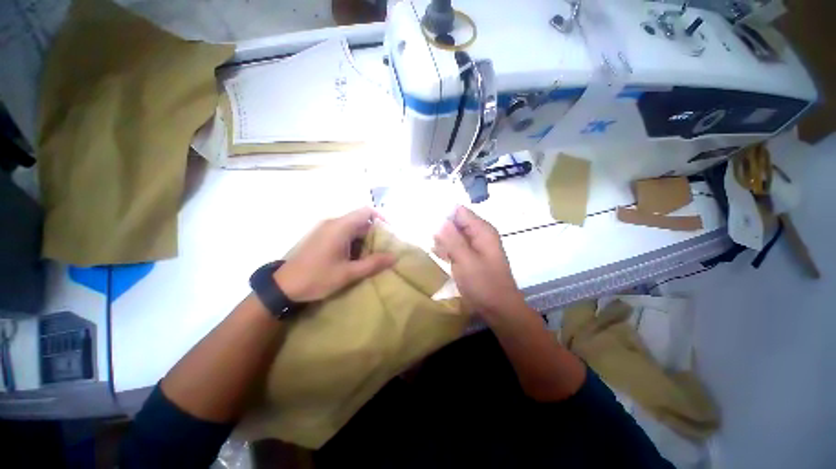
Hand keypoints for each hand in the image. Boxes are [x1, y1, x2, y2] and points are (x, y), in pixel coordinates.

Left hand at [275, 207, 395, 301]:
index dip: (381, 218)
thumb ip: (373, 263)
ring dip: (365, 238)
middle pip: (361, 220)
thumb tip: (394, 257)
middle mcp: (333, 223)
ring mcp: (326, 229)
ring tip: (373, 254)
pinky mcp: (322, 236)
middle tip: (385, 248)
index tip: (390, 232)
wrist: (284, 287)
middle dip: (375, 232)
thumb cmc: (317, 278)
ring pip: (353, 227)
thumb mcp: (348, 273)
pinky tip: (356, 256)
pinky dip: (354, 241)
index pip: (366, 211)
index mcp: (340, 227)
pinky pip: (343, 233)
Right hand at [433, 206, 525, 317]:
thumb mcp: (465, 260)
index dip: (443, 214)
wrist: (499, 309)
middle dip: (442, 230)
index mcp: (482, 230)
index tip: (428, 224)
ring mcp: (476, 245)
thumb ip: (451, 239)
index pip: (459, 211)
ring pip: (454, 234)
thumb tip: (438, 219)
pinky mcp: (472, 255)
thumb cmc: (484, 284)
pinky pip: (456, 246)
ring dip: (443, 241)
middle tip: (432, 242)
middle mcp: (479, 233)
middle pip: (456, 222)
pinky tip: (442, 257)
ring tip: (438, 252)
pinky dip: (448, 249)